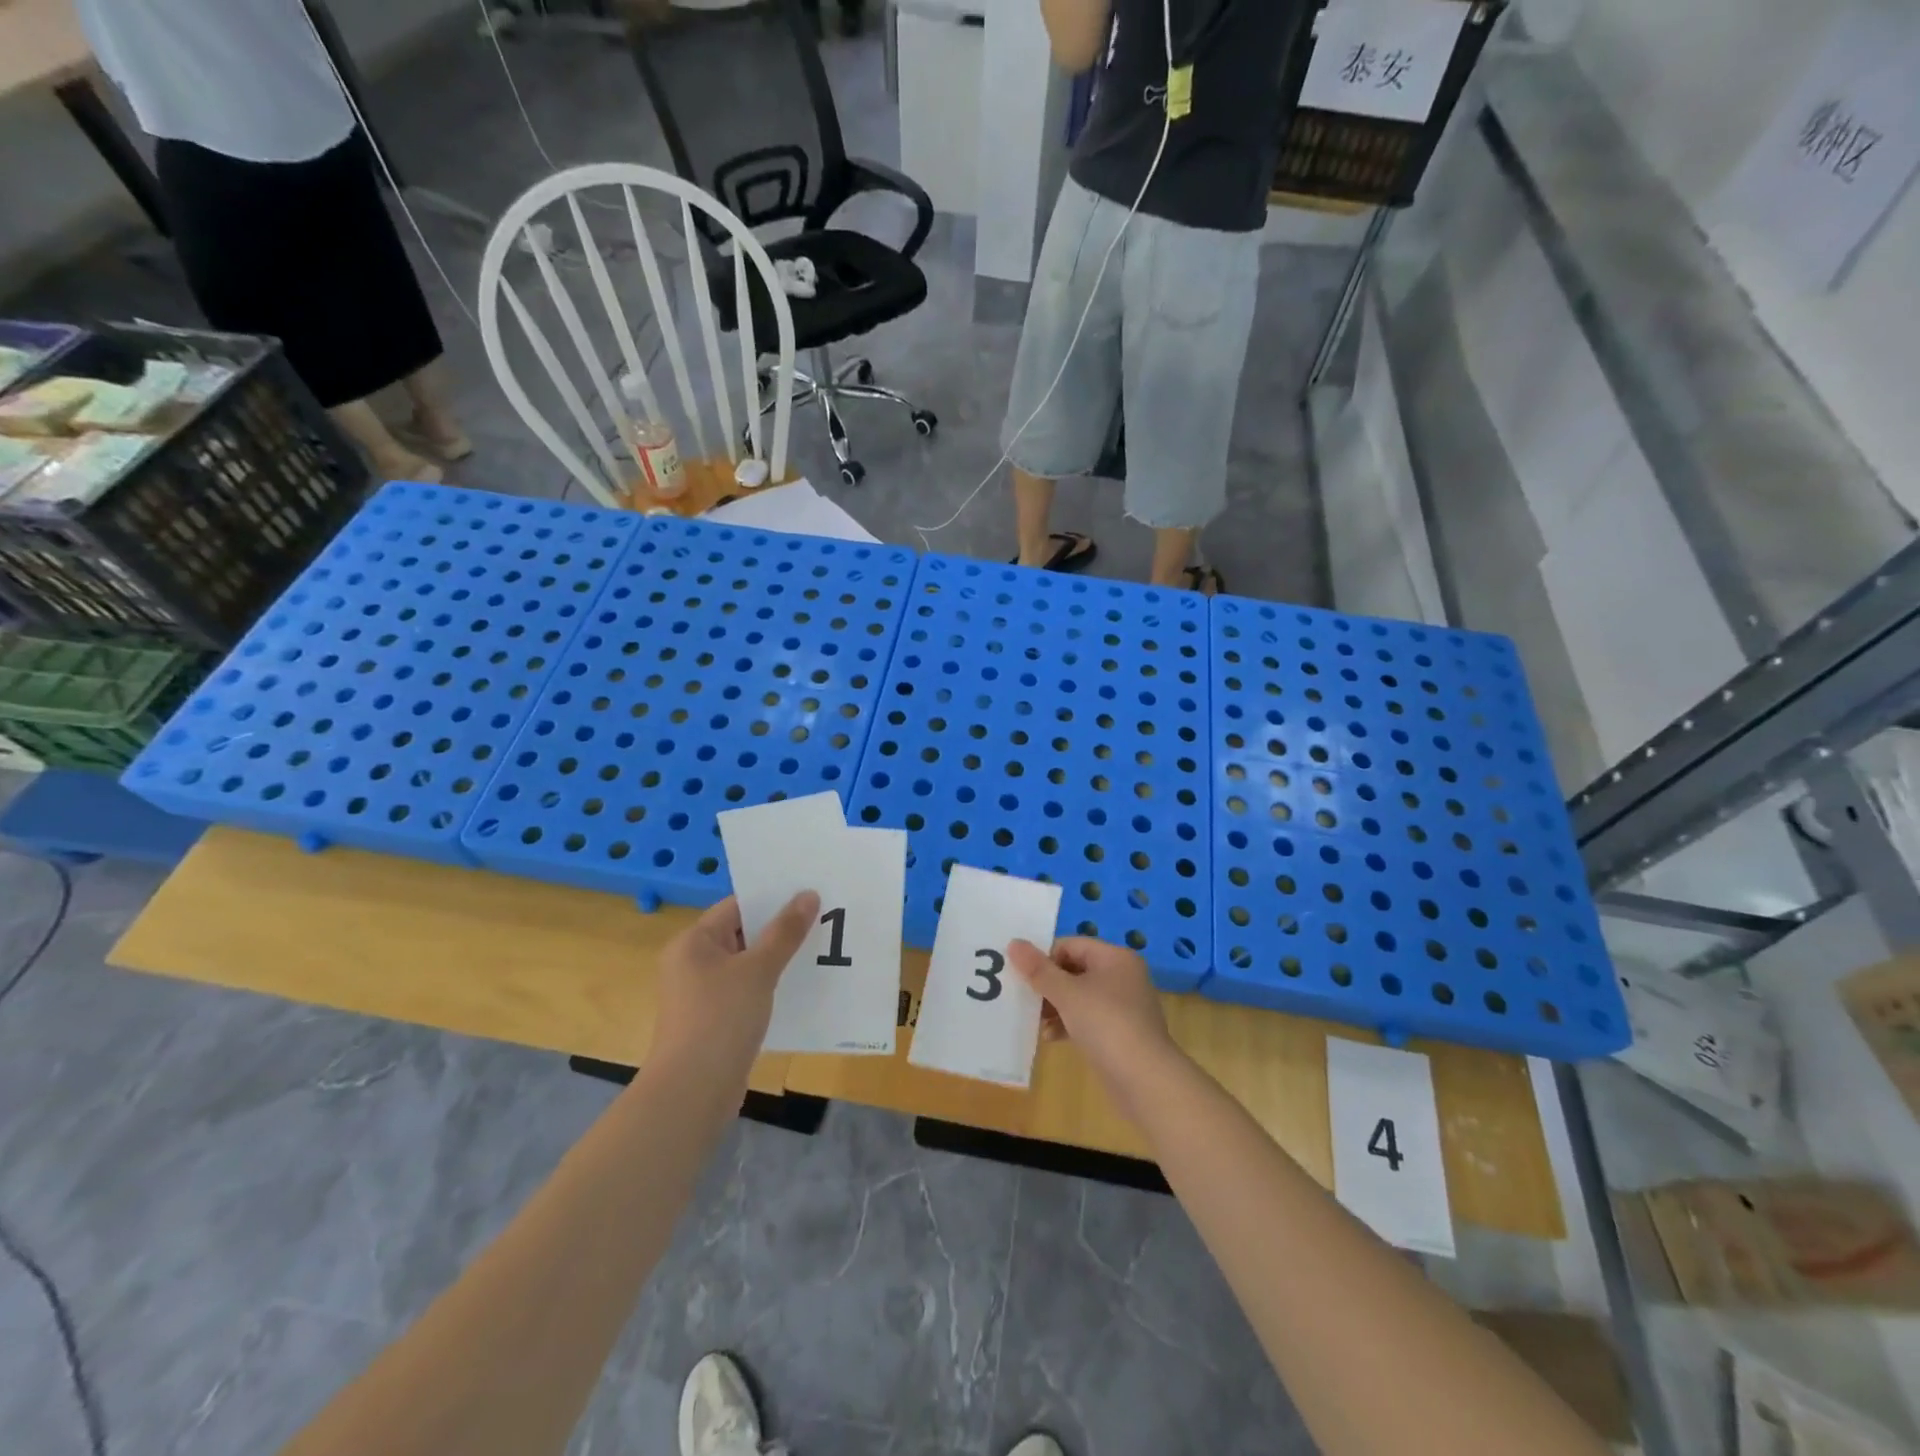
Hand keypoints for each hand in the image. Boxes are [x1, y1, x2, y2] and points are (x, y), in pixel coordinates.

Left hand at [652, 891, 819, 1071]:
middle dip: (779, 929)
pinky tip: (799, 988)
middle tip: (822, 919)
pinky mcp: (713, 1020)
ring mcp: (701, 994)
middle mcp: (692, 963)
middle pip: (742, 934)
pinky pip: (745, 991)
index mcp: (693, 942)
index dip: (772, 899)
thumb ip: (785, 932)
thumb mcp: (758, 970)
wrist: (693, 1092)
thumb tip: (808, 894)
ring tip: (819, 950)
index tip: (809, 894)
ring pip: (746, 965)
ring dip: (777, 959)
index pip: (736, 906)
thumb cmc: (721, 1018)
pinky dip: (769, 987)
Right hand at [1007, 936, 1180, 1123]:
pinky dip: (1069, 1024)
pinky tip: (1051, 1038)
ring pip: (1080, 996)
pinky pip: (1088, 1019)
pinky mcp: (1121, 1033)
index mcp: (1115, 958)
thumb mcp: (1067, 994)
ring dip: (1055, 1006)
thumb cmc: (1106, 1024)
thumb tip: (1014, 942)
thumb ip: (1039, 970)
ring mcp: (1123, 1006)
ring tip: (1035, 1021)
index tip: (1023, 976)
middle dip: (1048, 984)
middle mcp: (1122, 976)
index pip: (1071, 945)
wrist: (1145, 1080)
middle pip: (1075, 969)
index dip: (1045, 957)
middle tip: (1024, 998)